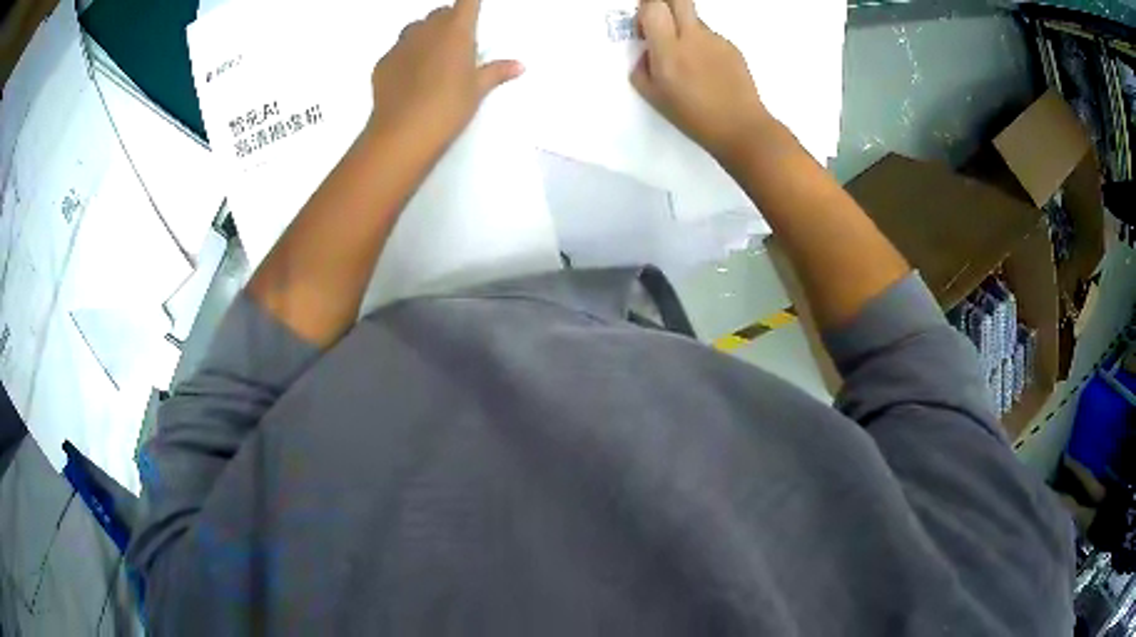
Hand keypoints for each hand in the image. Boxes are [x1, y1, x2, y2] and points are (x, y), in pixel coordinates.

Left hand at [367, 0, 522, 158]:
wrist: (403, 134)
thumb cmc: (448, 107)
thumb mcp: (477, 91)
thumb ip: (496, 72)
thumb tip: (518, 65)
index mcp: (456, 31)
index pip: (466, 2)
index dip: (470, 4)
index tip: (473, 12)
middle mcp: (426, 30)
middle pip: (439, 13)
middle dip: (448, 22)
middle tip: (457, 44)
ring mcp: (401, 45)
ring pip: (415, 29)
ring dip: (425, 36)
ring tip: (432, 59)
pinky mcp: (382, 63)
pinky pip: (397, 51)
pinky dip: (405, 57)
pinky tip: (410, 78)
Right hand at [631, 0, 774, 165]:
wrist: (741, 128)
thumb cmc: (693, 117)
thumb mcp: (654, 97)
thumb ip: (642, 67)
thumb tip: (647, 51)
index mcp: (669, 51)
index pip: (654, 6)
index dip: (646, 9)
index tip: (645, 26)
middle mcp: (693, 37)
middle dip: (666, 4)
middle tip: (662, 23)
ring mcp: (716, 40)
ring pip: (694, 19)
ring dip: (685, 28)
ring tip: (690, 61)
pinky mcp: (732, 47)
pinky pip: (710, 37)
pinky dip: (704, 46)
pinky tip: (709, 71)